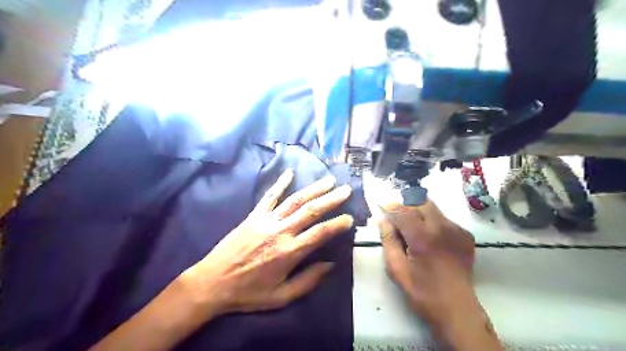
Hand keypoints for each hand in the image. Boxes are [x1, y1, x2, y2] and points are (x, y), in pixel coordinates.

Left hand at [184, 169, 353, 319]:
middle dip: (331, 199)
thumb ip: (308, 281)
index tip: (349, 218)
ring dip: (313, 189)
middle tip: (346, 189)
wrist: (213, 282)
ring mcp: (266, 221)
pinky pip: (269, 196)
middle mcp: (281, 232)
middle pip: (311, 210)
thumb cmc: (248, 293)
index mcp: (289, 252)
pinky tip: (290, 172)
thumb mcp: (281, 297)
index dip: (337, 224)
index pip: (320, 233)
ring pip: (295, 200)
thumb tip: (330, 265)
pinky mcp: (254, 216)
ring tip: (328, 180)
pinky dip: (280, 183)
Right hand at [377, 200, 479, 331]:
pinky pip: (444, 219)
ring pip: (433, 209)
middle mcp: (442, 228)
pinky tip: (430, 239)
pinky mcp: (466, 235)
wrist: (456, 309)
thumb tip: (383, 220)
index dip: (390, 207)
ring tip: (414, 231)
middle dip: (406, 207)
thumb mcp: (396, 269)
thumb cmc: (422, 292)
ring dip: (419, 214)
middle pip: (420, 203)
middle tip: (398, 221)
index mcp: (422, 237)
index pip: (402, 211)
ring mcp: (457, 230)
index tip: (382, 208)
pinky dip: (433, 223)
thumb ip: (388, 240)